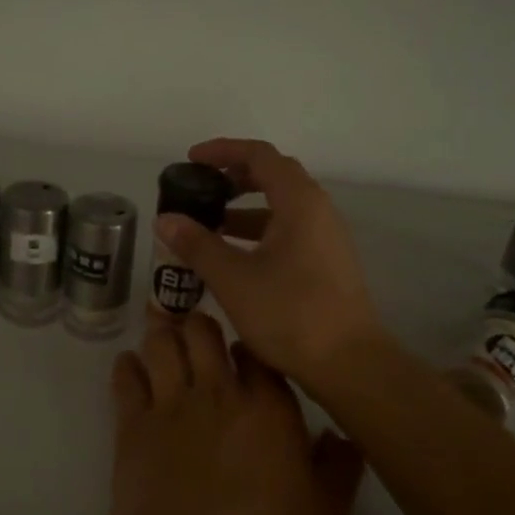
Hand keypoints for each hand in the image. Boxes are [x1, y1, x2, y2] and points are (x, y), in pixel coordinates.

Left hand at [110, 312, 362, 514]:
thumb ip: (339, 471)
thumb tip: (343, 436)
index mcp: (268, 407)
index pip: (256, 352)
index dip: (248, 349)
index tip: (243, 356)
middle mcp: (218, 392)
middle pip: (203, 330)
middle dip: (199, 326)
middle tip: (198, 337)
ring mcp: (171, 404)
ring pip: (162, 342)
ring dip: (163, 335)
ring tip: (164, 339)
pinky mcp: (132, 423)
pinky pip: (126, 376)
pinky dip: (128, 365)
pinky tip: (132, 367)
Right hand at [154, 138, 385, 389]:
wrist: (348, 364)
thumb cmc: (290, 313)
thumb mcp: (232, 278)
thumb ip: (197, 244)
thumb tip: (165, 219)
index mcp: (299, 202)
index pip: (260, 155)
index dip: (223, 151)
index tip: (191, 159)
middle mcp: (318, 211)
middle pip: (273, 177)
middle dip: (233, 178)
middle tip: (199, 190)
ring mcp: (326, 238)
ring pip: (280, 208)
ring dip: (244, 210)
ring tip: (207, 226)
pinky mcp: (326, 263)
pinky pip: (288, 232)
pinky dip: (258, 234)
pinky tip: (233, 258)